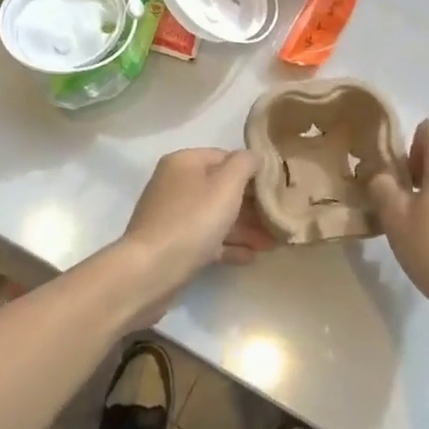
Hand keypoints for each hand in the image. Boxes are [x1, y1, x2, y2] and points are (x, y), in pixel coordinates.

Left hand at [118, 148, 271, 298]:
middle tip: (279, 219)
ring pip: (215, 216)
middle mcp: (176, 184)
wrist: (149, 273)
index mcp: (184, 162)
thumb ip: (245, 164)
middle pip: (221, 188)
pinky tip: (250, 257)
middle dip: (252, 205)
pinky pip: (206, 239)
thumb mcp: (226, 186)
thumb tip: (254, 156)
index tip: (276, 188)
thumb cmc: (192, 222)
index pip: (226, 157)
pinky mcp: (173, 245)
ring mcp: (172, 215)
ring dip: (244, 228)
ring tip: (271, 244)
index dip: (252, 171)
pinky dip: (227, 245)